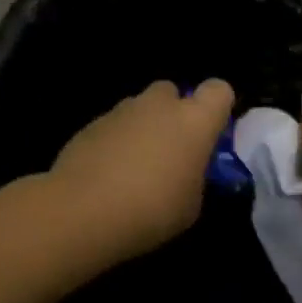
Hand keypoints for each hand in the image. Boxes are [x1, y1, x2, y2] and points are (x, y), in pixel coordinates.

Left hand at [48, 79, 234, 259]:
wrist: (83, 212)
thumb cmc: (151, 211)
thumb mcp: (191, 205)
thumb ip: (194, 178)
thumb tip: (185, 172)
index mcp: (194, 121)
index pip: (219, 90)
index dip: (217, 107)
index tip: (211, 133)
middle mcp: (159, 106)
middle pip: (172, 92)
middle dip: (173, 113)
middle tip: (169, 149)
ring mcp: (121, 111)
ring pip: (139, 108)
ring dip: (142, 127)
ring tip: (134, 166)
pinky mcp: (90, 124)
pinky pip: (113, 126)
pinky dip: (115, 142)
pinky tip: (107, 174)